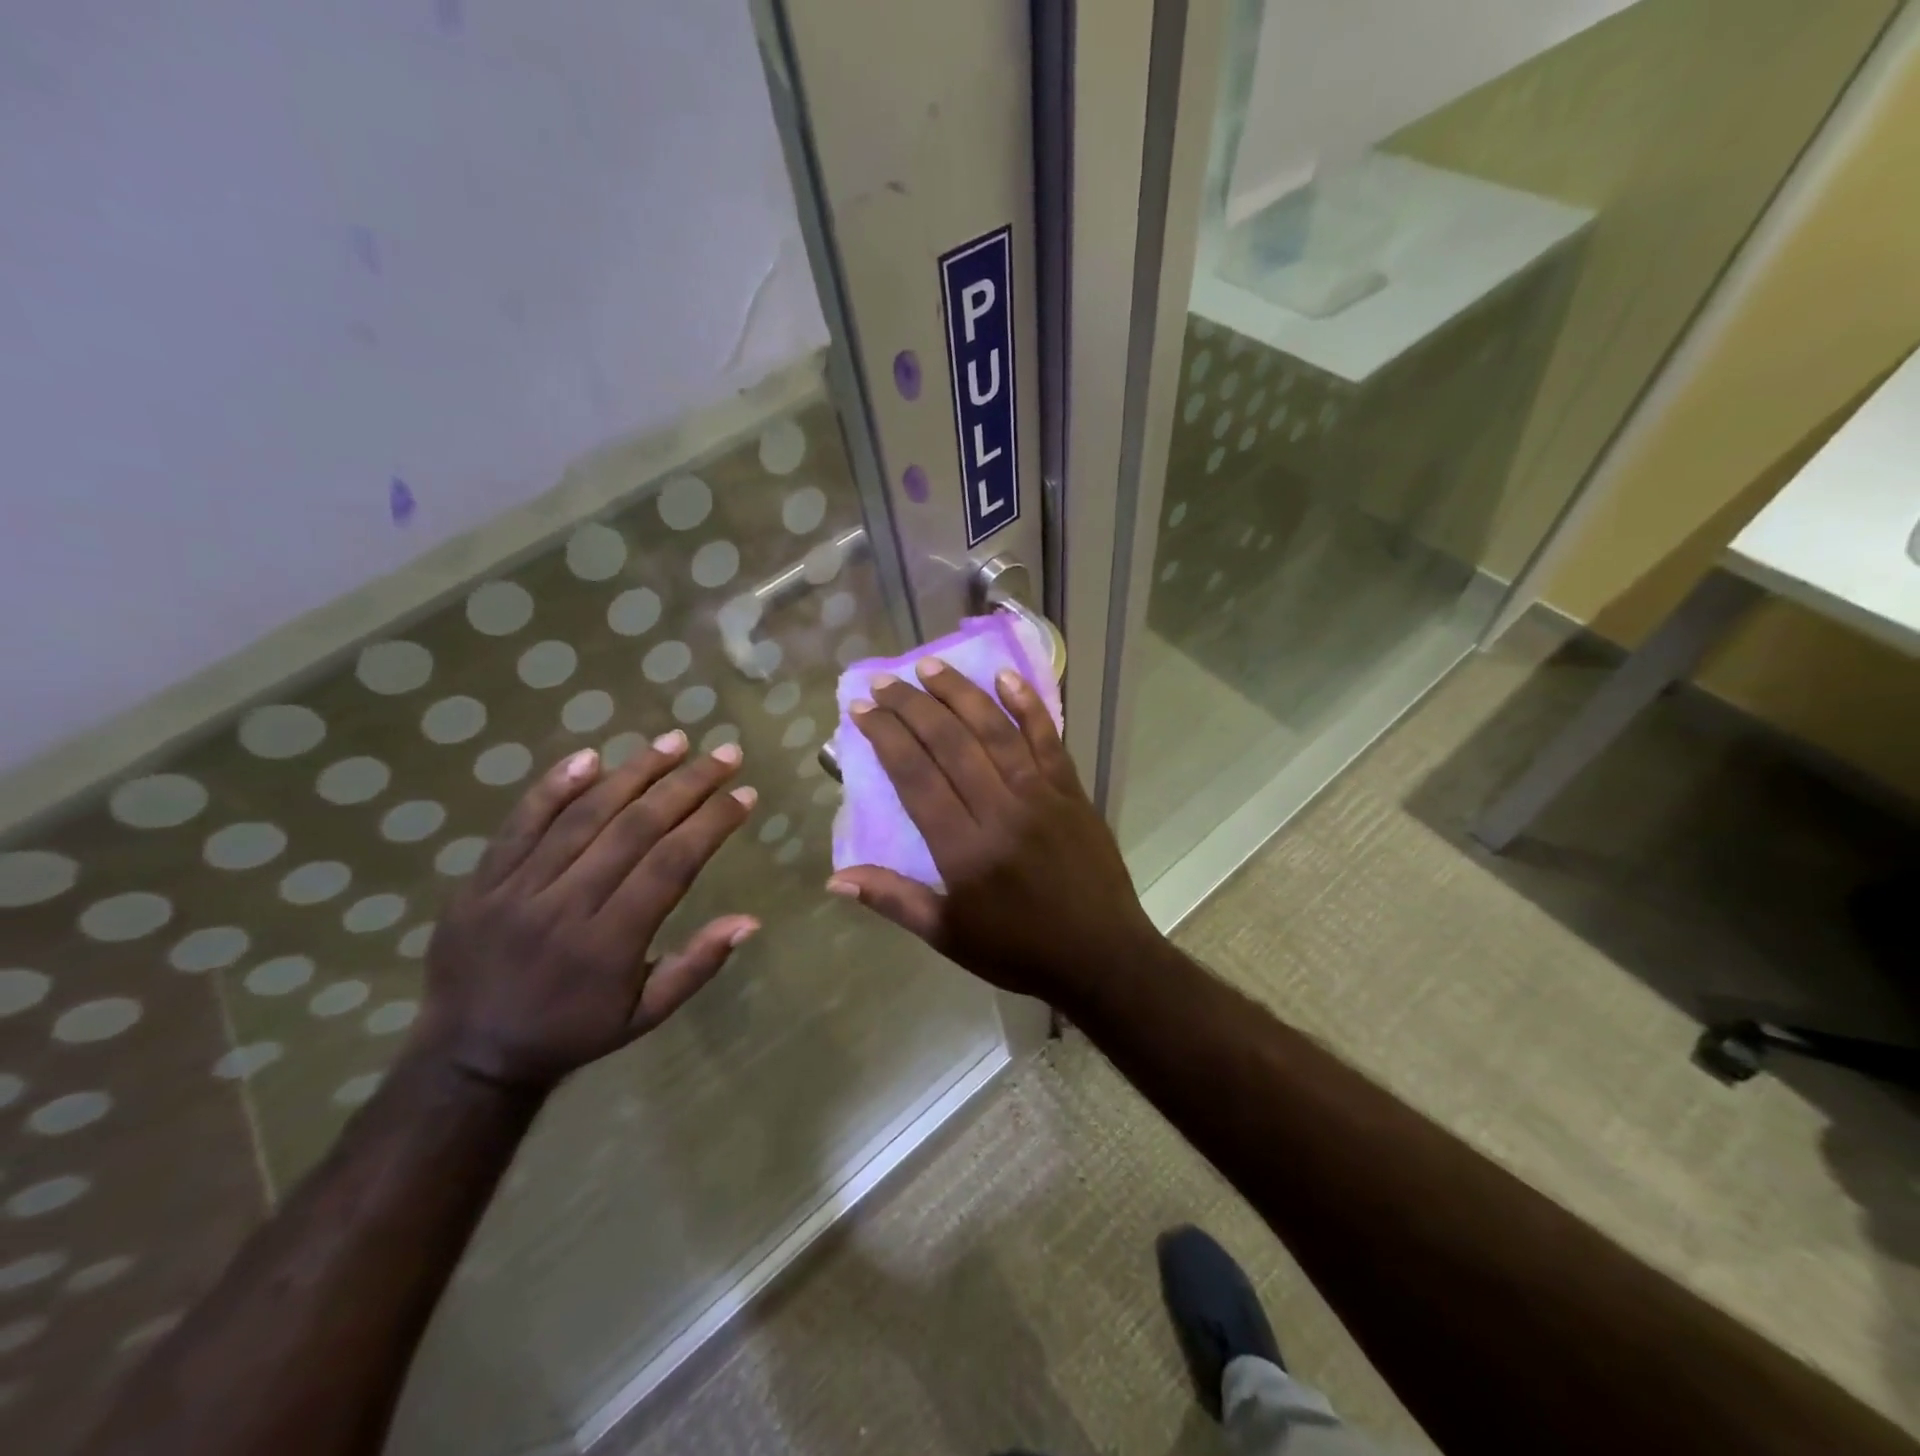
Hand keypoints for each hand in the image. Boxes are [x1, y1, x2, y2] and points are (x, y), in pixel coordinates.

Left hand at [411, 731, 758, 1094]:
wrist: (469, 1054)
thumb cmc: (572, 1032)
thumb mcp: (645, 1016)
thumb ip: (696, 966)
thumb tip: (749, 920)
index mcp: (609, 943)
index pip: (671, 864)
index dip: (711, 823)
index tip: (745, 794)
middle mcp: (565, 906)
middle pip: (634, 828)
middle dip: (687, 785)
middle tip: (724, 755)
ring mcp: (516, 888)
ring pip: (583, 815)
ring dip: (634, 772)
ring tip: (674, 741)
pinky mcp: (480, 880)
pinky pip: (520, 823)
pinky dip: (555, 786)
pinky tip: (591, 756)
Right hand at [827, 660, 1162, 1004]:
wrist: (1102, 957)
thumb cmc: (1019, 950)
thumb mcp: (948, 935)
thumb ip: (894, 900)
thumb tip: (835, 878)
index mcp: (964, 849)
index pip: (916, 777)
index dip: (886, 737)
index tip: (862, 710)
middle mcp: (1000, 810)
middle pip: (949, 744)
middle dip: (912, 707)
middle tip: (884, 682)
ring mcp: (1041, 796)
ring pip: (995, 731)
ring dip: (960, 694)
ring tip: (930, 667)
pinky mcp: (1072, 792)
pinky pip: (1048, 740)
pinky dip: (1028, 706)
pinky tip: (1007, 677)